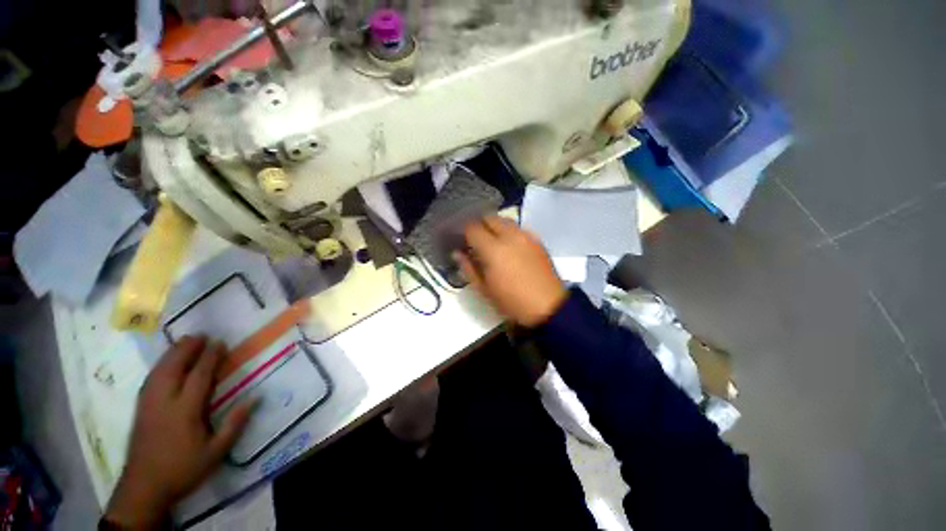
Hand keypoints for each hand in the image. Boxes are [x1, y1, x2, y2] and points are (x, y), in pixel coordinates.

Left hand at [104, 337, 253, 528]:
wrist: (144, 488)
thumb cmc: (183, 469)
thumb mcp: (216, 452)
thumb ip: (235, 424)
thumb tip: (255, 398)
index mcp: (185, 411)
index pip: (198, 376)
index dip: (209, 357)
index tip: (219, 343)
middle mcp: (164, 402)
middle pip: (174, 368)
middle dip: (187, 349)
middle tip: (201, 335)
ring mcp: (148, 404)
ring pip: (159, 371)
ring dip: (172, 354)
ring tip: (184, 341)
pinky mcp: (140, 409)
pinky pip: (150, 380)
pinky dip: (160, 366)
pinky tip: (165, 363)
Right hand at [454, 216, 567, 327]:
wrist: (548, 307)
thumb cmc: (512, 302)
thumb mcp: (484, 290)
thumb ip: (468, 268)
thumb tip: (457, 253)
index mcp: (493, 249)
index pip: (472, 228)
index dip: (463, 231)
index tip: (460, 240)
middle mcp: (510, 236)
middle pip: (488, 218)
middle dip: (478, 225)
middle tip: (475, 240)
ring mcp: (526, 236)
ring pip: (504, 220)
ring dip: (494, 226)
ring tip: (491, 242)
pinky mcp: (537, 240)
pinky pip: (518, 228)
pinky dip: (509, 232)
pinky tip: (509, 246)